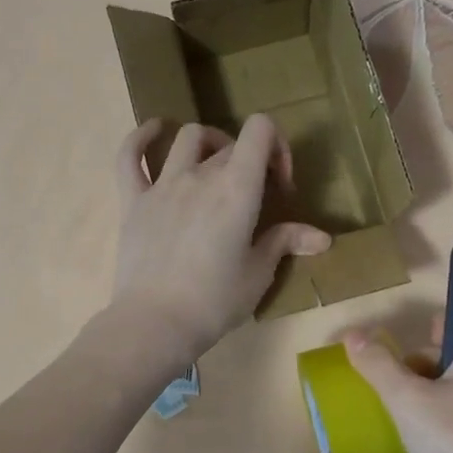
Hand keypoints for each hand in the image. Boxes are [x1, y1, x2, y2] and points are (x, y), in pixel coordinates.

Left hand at [108, 116, 331, 364]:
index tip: (278, 184)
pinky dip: (142, 137)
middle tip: (254, 200)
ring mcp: (162, 184)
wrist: (155, 322)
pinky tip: (155, 131)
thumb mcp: (259, 273)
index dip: (276, 145)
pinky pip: (130, 155)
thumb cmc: (215, 301)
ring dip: (209, 143)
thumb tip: (322, 237)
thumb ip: (286, 242)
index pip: (260, 130)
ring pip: (187, 137)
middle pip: (231, 145)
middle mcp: (200, 174)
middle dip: (250, 163)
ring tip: (215, 165)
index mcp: (237, 188)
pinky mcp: (133, 200)